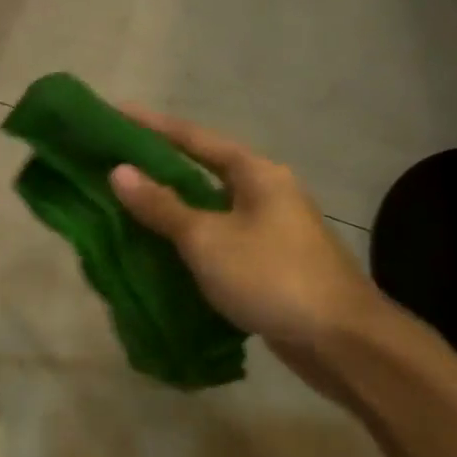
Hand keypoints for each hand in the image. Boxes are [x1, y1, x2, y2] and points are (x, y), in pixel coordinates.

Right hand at [110, 110, 390, 403]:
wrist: (344, 343)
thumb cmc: (272, 276)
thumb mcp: (207, 238)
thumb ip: (161, 205)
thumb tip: (119, 171)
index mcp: (255, 173)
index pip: (193, 138)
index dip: (152, 125)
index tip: (115, 112)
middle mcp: (265, 192)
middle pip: (201, 169)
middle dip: (158, 166)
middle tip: (113, 159)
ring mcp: (270, 229)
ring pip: (208, 207)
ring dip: (170, 206)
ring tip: (125, 201)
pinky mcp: (268, 263)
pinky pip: (216, 238)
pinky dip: (186, 239)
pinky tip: (158, 248)